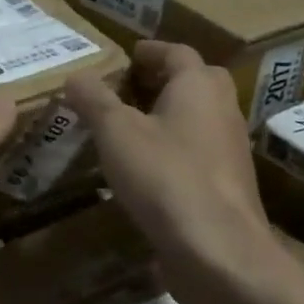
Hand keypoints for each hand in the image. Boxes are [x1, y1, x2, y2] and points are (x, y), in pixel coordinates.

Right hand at [65, 41, 303, 303]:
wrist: (219, 252)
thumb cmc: (165, 176)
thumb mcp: (115, 131)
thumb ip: (93, 99)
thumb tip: (75, 76)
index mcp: (198, 87)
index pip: (177, 52)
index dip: (150, 50)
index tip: (126, 55)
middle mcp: (222, 111)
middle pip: (196, 81)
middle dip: (163, 80)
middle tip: (127, 88)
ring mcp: (229, 151)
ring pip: (198, 118)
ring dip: (168, 115)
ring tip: (128, 127)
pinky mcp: (226, 186)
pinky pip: (198, 153)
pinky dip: (173, 149)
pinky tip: (144, 168)